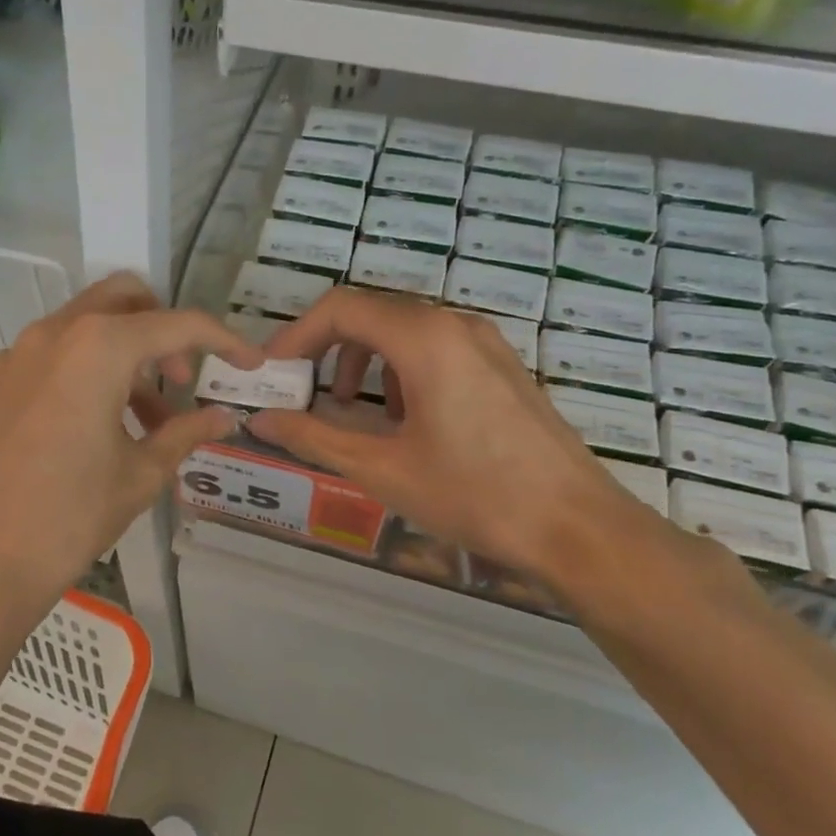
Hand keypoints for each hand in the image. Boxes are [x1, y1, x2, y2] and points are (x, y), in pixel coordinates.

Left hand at [0, 274, 258, 612]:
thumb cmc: (68, 516)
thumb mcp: (140, 474)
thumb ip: (186, 433)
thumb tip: (225, 417)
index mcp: (98, 347)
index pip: (177, 324)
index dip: (223, 341)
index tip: (250, 365)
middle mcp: (55, 332)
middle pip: (125, 300)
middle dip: (165, 329)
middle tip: (181, 380)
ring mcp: (18, 354)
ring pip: (87, 326)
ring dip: (127, 354)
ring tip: (147, 422)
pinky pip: (55, 354)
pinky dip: (89, 369)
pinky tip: (98, 426)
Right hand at [249, 288, 674, 595]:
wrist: (575, 527)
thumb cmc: (473, 495)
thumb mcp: (381, 468)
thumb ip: (313, 436)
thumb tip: (260, 420)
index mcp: (424, 339)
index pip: (341, 308)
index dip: (296, 335)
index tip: (272, 373)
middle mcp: (455, 325)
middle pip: (371, 313)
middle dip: (326, 348)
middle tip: (300, 390)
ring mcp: (485, 342)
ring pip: (404, 329)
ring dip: (363, 359)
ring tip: (349, 409)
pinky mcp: (501, 365)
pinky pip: (435, 347)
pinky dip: (400, 369)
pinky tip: (403, 419)